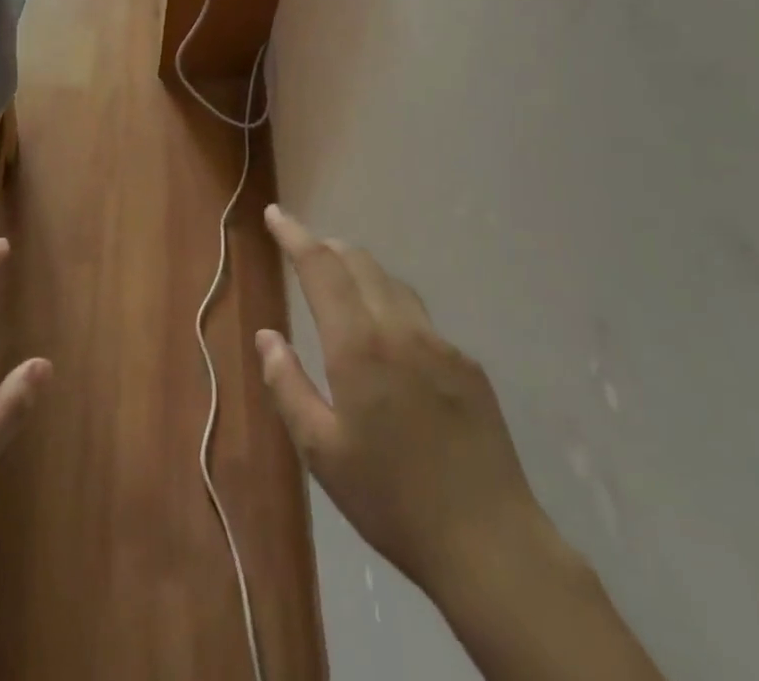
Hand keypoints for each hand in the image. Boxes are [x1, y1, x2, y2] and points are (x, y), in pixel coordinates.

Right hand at [256, 206, 549, 603]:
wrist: (491, 544)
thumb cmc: (392, 501)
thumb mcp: (321, 453)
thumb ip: (287, 386)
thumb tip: (267, 336)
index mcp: (358, 345)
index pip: (320, 266)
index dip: (294, 234)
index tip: (275, 214)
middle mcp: (400, 328)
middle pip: (359, 262)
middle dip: (326, 247)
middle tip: (302, 253)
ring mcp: (440, 343)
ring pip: (392, 283)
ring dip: (360, 272)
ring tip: (341, 288)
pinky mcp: (468, 364)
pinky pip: (419, 317)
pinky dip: (391, 306)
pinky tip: (389, 345)